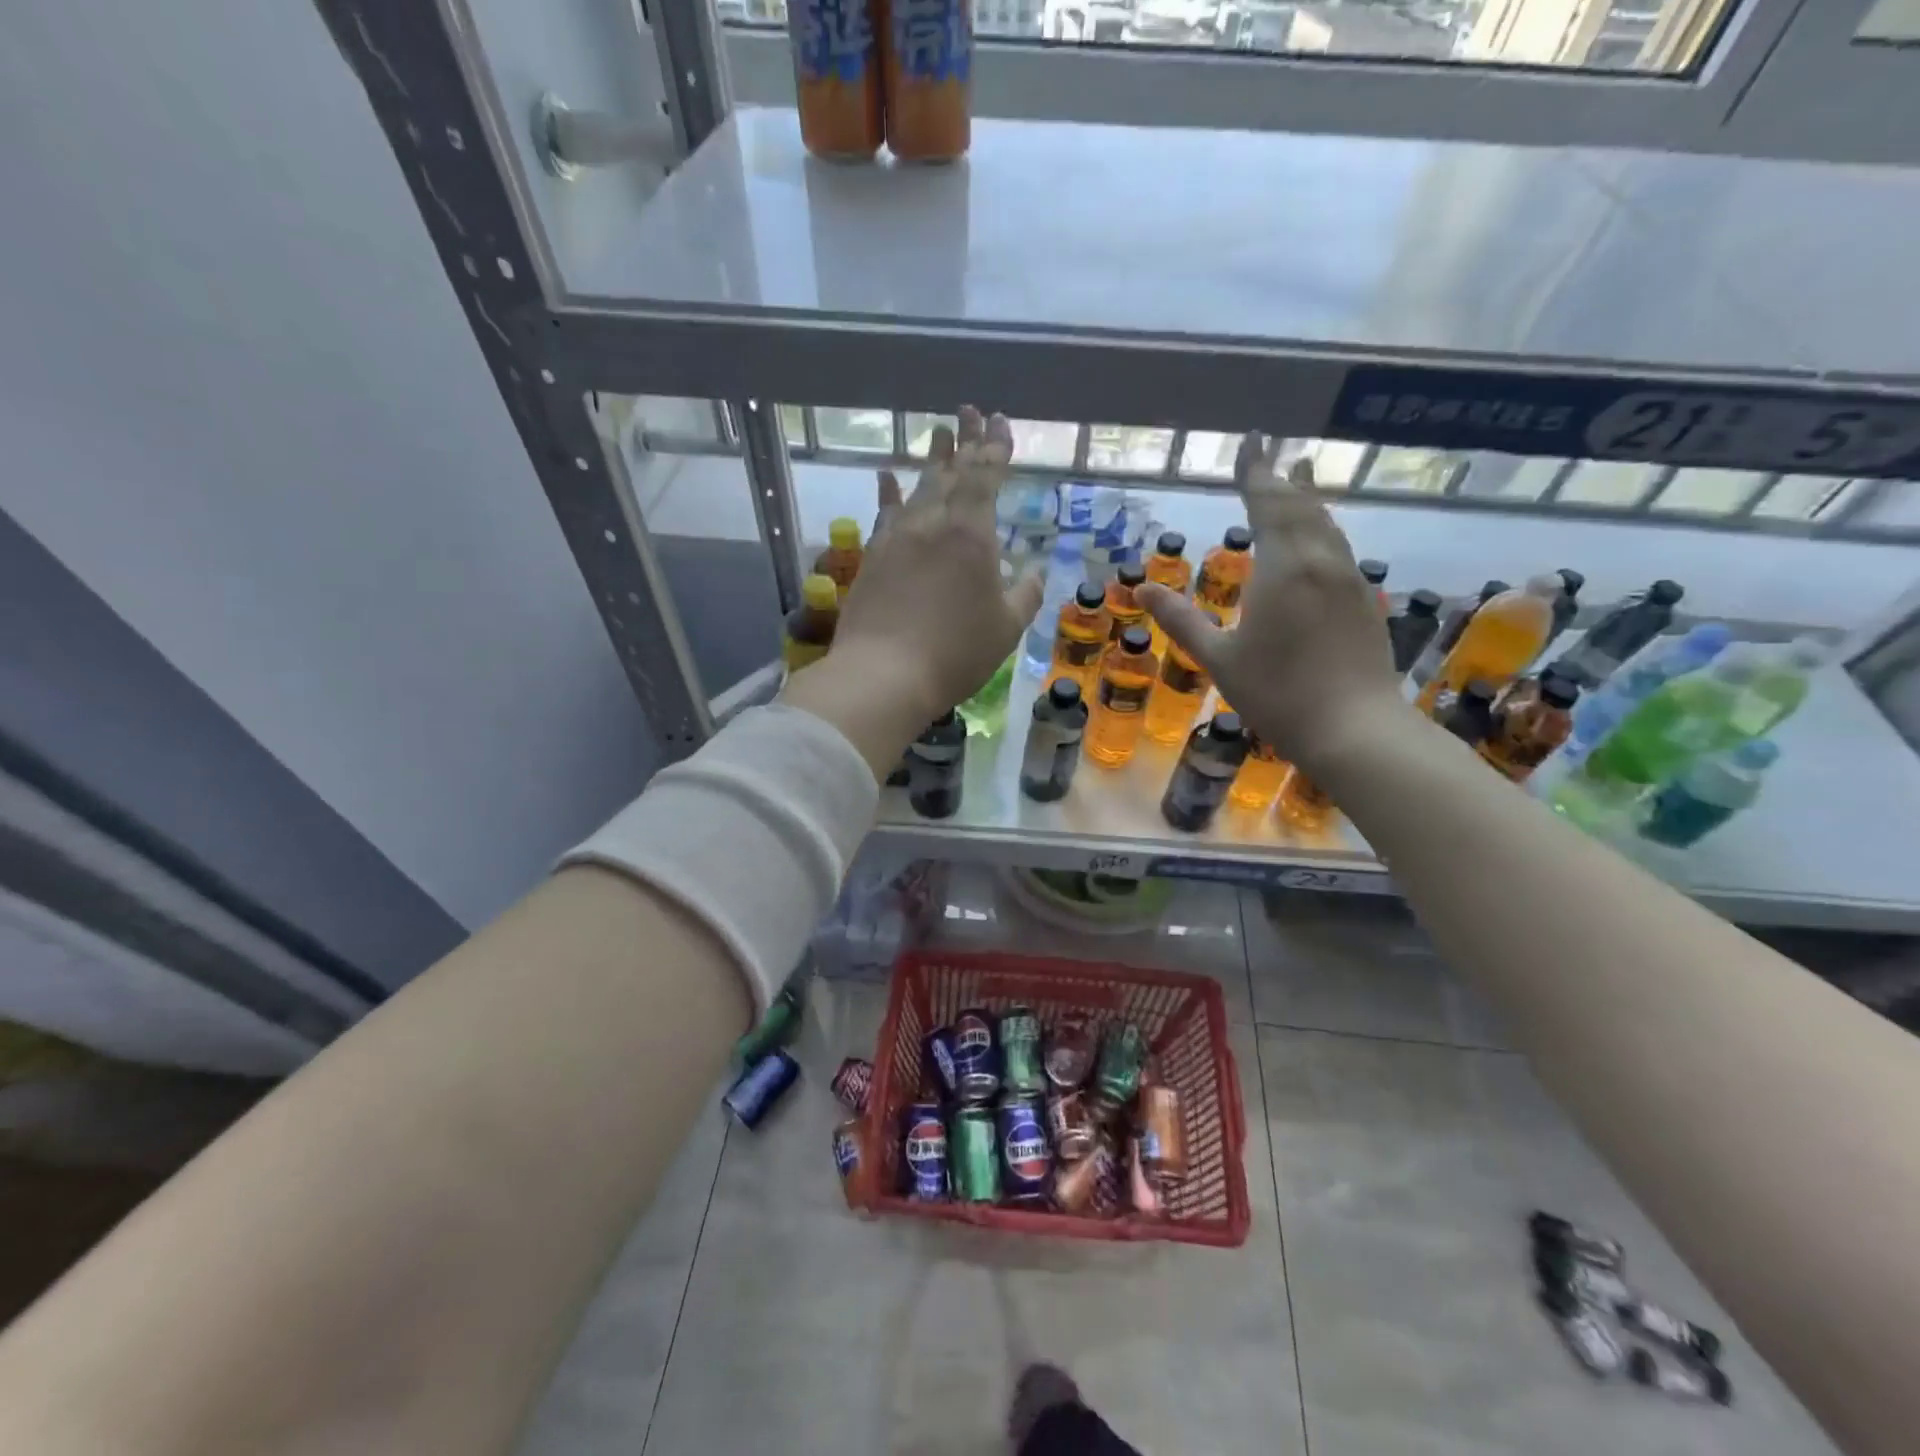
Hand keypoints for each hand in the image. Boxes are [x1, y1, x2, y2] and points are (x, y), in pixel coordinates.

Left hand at [826, 406, 1043, 724]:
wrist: (883, 674)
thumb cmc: (955, 652)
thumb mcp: (1006, 628)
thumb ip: (1024, 595)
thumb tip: (1034, 572)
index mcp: (971, 534)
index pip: (985, 476)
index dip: (994, 447)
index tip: (999, 422)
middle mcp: (932, 523)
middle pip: (951, 472)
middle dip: (965, 441)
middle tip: (970, 412)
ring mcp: (896, 537)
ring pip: (918, 487)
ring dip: (932, 459)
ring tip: (940, 432)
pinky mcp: (872, 557)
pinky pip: (884, 513)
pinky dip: (889, 491)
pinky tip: (887, 475)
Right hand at [1137, 434, 1404, 775]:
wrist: (1354, 728)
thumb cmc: (1277, 693)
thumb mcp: (1219, 658)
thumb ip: (1181, 620)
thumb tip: (1144, 589)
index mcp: (1283, 567)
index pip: (1267, 503)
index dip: (1255, 471)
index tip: (1252, 439)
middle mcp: (1321, 561)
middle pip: (1302, 506)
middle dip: (1282, 478)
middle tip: (1273, 452)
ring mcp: (1349, 580)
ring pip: (1327, 525)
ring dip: (1309, 499)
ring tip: (1301, 477)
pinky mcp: (1364, 601)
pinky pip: (1339, 548)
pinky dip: (1323, 530)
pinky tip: (1319, 540)